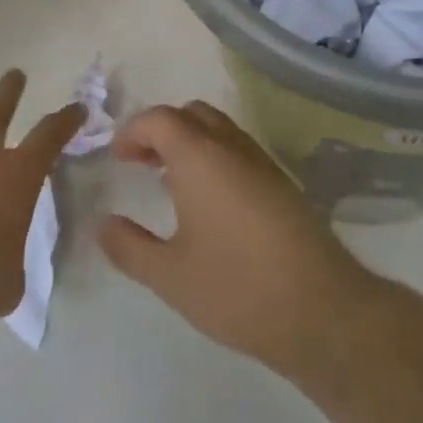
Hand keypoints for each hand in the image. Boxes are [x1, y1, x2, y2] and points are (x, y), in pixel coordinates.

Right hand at [97, 101, 387, 376]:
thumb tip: (102, 224)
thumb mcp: (169, 275)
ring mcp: (263, 163)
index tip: (118, 159)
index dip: (133, 131)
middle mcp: (232, 148)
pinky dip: (215, 157)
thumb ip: (129, 247)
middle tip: (141, 162)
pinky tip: (208, 202)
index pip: (160, 119)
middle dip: (162, 129)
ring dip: (190, 142)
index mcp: (200, 158)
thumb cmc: (235, 287)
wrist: (320, 308)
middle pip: (192, 114)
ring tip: (169, 181)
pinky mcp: (283, 184)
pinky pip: (240, 151)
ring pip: (220, 129)